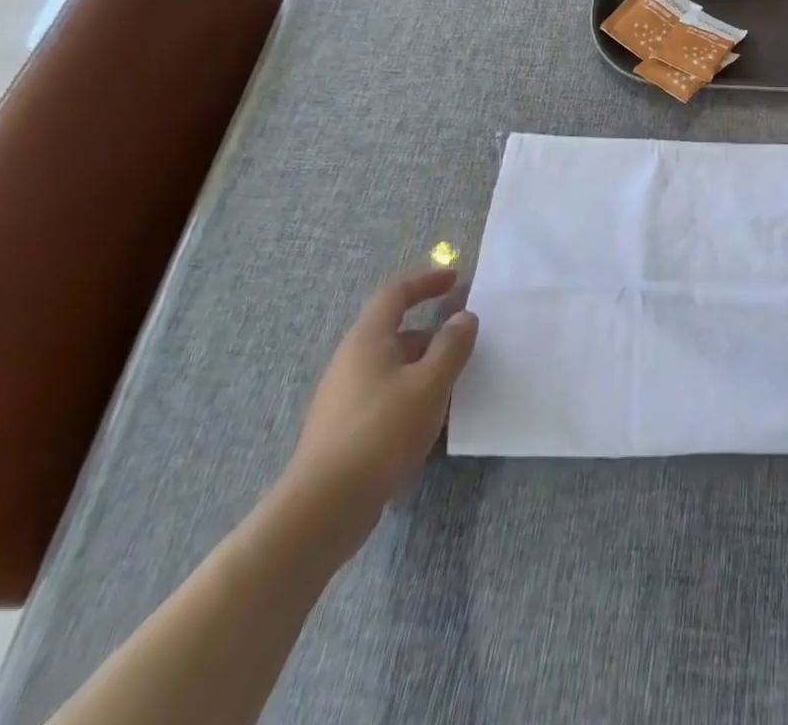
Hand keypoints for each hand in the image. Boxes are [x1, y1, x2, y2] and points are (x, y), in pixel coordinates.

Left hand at [282, 267, 478, 552]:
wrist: (322, 509)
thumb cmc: (381, 432)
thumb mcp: (430, 384)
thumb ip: (452, 346)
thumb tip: (464, 317)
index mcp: (367, 340)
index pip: (395, 294)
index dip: (426, 281)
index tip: (456, 279)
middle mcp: (351, 361)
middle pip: (394, 331)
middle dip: (432, 333)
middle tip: (465, 342)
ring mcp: (343, 397)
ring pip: (392, 367)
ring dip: (424, 367)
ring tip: (455, 384)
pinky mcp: (343, 430)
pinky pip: (385, 396)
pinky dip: (411, 395)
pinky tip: (430, 421)